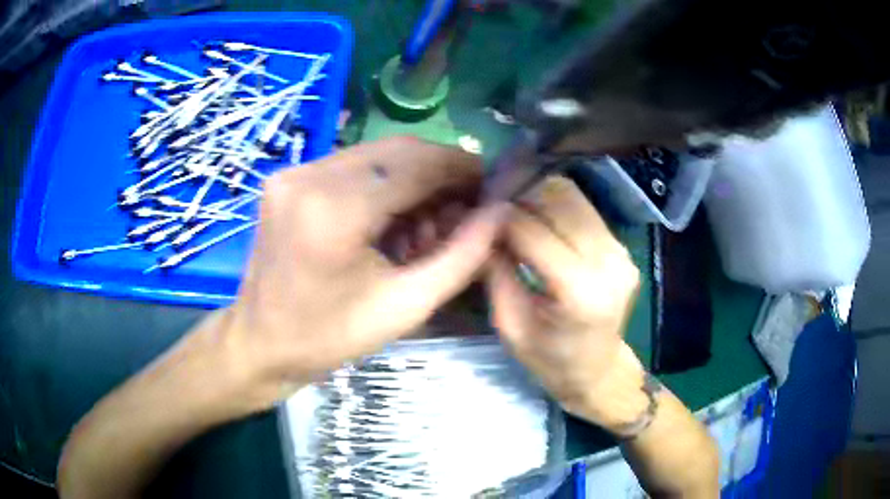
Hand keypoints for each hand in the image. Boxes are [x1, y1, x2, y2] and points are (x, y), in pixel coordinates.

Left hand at [205, 137, 507, 413]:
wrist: (259, 342)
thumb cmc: (328, 337)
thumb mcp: (405, 307)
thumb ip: (461, 257)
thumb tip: (499, 213)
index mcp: (335, 211)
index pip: (418, 166)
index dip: (463, 170)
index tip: (491, 186)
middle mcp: (310, 176)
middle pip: (398, 150)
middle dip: (441, 173)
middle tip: (464, 207)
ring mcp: (293, 172)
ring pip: (377, 154)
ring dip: (413, 179)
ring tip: (428, 223)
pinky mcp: (288, 177)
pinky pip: (351, 165)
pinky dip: (382, 183)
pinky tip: (391, 219)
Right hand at [487, 177, 646, 433]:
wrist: (599, 371)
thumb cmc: (550, 361)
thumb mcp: (509, 325)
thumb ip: (496, 272)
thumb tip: (479, 227)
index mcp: (579, 292)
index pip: (533, 231)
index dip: (500, 218)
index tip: (478, 216)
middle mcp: (607, 262)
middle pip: (559, 201)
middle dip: (521, 197)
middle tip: (495, 209)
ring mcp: (621, 251)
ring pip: (574, 197)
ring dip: (539, 196)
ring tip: (516, 211)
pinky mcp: (624, 247)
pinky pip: (585, 210)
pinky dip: (557, 207)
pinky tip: (540, 221)